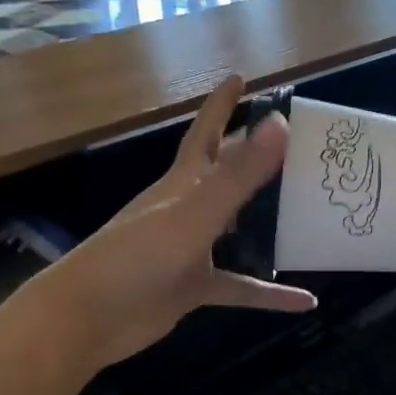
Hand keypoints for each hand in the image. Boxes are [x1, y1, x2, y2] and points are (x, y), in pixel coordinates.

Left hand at [21, 76, 315, 373]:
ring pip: (237, 230)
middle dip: (253, 156)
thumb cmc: (136, 257)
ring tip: (307, 214)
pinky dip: (270, 294)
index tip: (242, 77)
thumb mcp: (193, 214)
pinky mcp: (192, 287)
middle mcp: (188, 210)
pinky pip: (239, 287)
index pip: (206, 132)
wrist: (88, 317)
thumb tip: (280, 123)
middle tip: (295, 146)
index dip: (222, 103)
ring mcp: (190, 249)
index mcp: (183, 183)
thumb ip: (237, 175)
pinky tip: (305, 300)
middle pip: (226, 176)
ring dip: (267, 223)